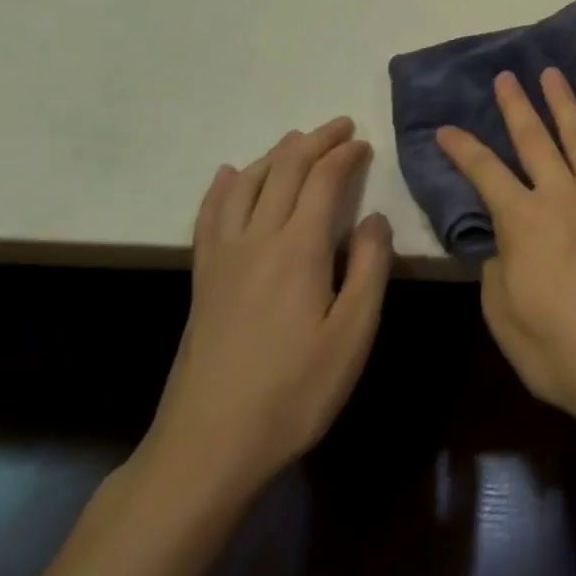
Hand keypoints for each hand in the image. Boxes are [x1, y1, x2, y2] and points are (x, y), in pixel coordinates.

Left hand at [141, 118, 393, 502]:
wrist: (207, 449)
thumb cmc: (294, 392)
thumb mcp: (353, 333)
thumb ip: (369, 267)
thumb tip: (373, 218)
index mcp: (298, 248)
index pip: (322, 180)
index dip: (345, 155)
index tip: (365, 143)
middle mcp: (256, 239)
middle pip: (283, 171)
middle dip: (314, 142)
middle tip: (340, 126)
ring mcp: (222, 259)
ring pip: (245, 185)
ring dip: (274, 155)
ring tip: (296, 140)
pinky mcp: (202, 281)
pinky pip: (209, 217)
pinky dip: (222, 187)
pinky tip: (227, 175)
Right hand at [436, 69, 575, 434]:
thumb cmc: (560, 351)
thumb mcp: (505, 318)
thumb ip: (498, 271)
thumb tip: (501, 244)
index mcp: (522, 221)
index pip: (484, 173)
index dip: (462, 148)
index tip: (446, 127)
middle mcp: (561, 194)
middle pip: (534, 140)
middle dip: (516, 106)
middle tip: (506, 77)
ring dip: (564, 102)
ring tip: (552, 74)